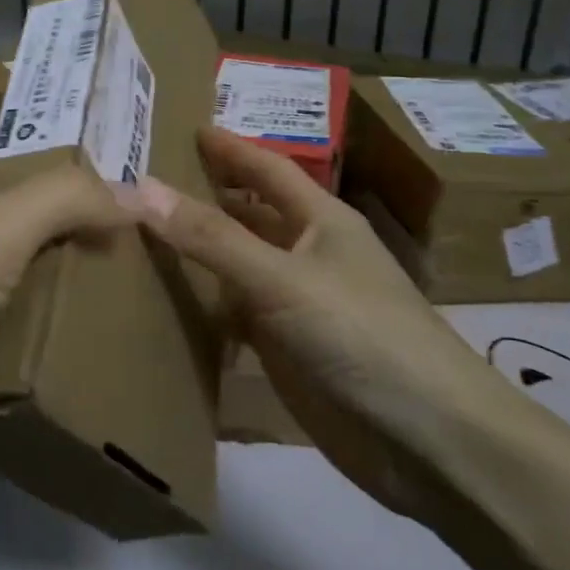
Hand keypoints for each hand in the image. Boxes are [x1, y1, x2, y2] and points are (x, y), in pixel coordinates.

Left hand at [0, 136, 130, 501]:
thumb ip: (65, 200)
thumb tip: (136, 193)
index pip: (24, 148)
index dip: (81, 160)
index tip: (147, 180)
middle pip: (32, 215)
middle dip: (88, 229)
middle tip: (159, 241)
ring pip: (29, 275)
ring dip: (75, 287)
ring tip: (149, 289)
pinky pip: (16, 328)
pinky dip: (52, 333)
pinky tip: (107, 339)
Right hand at [120, 127, 520, 520]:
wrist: (430, 442)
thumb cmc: (362, 337)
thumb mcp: (281, 279)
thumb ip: (211, 237)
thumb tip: (140, 188)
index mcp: (321, 222)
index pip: (267, 170)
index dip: (230, 148)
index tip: (187, 127)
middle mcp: (309, 255)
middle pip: (249, 215)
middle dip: (206, 195)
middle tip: (146, 180)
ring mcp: (298, 305)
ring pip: (239, 266)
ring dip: (200, 252)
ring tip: (140, 234)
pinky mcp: (289, 351)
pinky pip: (237, 315)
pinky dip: (206, 306)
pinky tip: (167, 303)